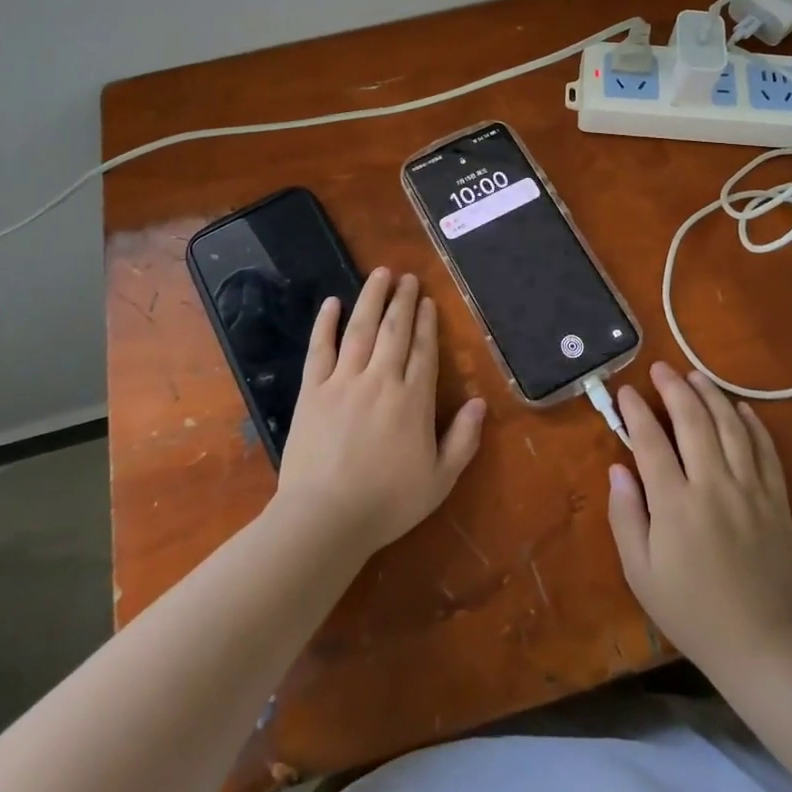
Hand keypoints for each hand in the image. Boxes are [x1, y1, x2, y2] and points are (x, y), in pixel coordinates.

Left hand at [272, 269, 487, 561]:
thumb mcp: (439, 480)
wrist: (325, 518)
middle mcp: (380, 380)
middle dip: (402, 301)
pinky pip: (319, 348)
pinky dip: (325, 323)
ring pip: (360, 329)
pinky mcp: (312, 390)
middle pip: (394, 330)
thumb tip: (479, 402)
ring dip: (371, 298)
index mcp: (412, 400)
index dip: (426, 323)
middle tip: (407, 277)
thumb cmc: (387, 503)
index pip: (423, 350)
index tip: (427, 301)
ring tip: (379, 274)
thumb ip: (463, 440)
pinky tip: (331, 302)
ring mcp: (343, 381)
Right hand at [607, 361, 791, 675]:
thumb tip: (618, 469)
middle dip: (674, 388)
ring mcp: (751, 491)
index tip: (626, 391)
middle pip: (693, 421)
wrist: (762, 647)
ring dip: (711, 395)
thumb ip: (625, 516)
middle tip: (660, 368)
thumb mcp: (640, 573)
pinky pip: (766, 451)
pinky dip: (753, 424)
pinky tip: (741, 407)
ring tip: (695, 375)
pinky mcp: (777, 501)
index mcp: (676, 504)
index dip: (636, 411)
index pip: (650, 441)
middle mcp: (714, 487)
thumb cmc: (691, 612)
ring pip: (731, 427)